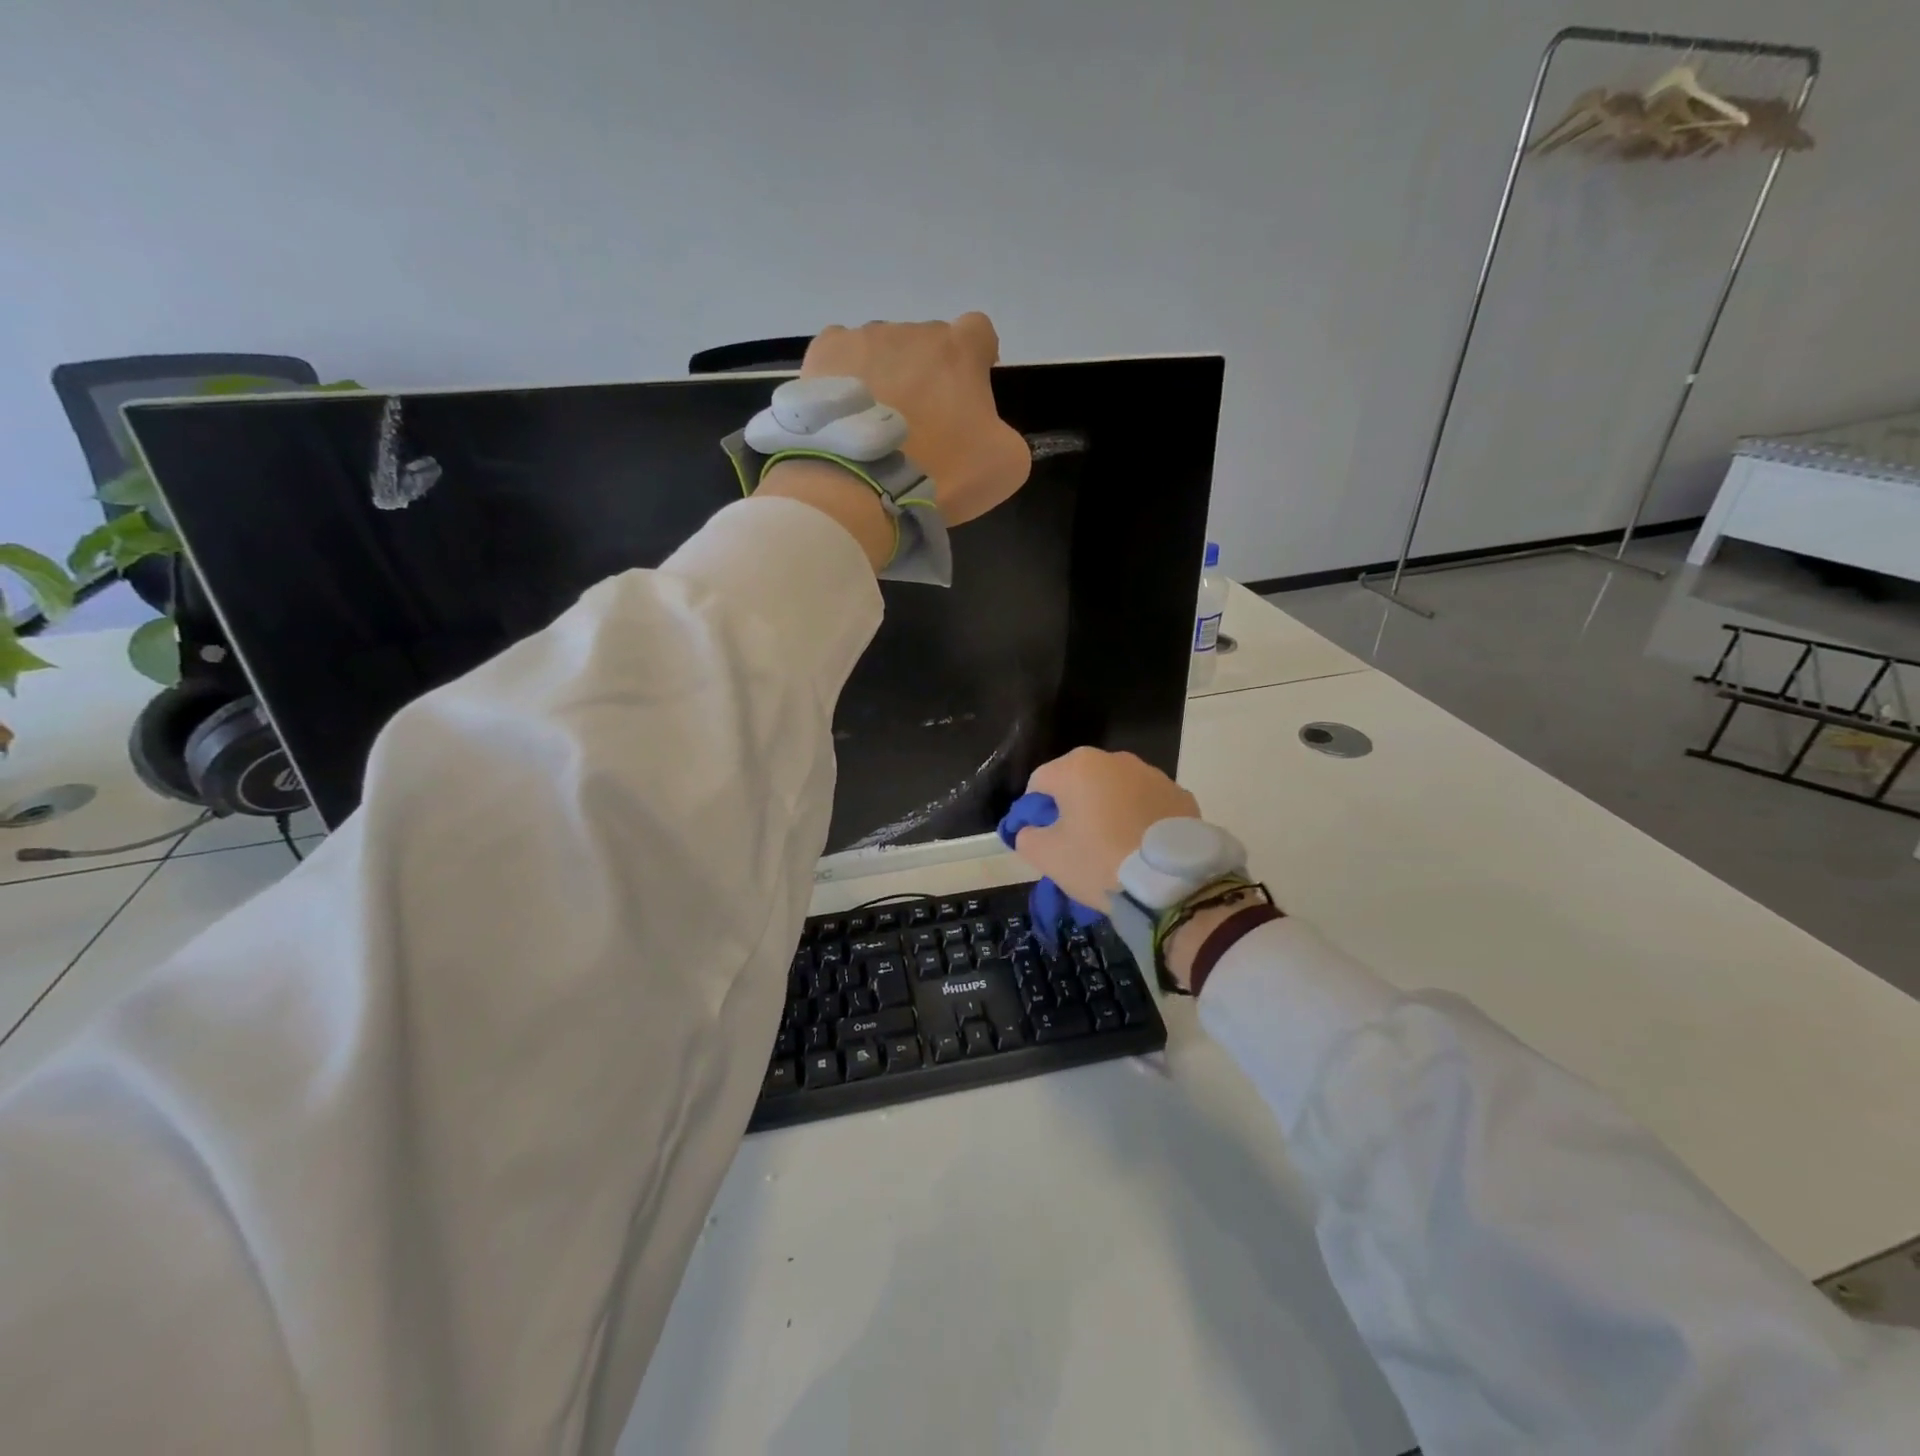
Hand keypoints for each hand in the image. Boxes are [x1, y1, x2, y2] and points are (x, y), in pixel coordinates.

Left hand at [802, 314, 1031, 525]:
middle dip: (929, 376)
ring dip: (887, 378)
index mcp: (960, 350)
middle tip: (921, 425)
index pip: (979, 332)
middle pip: (928, 345)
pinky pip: (841, 357)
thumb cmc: (942, 473)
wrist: (863, 488)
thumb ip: (1006, 433)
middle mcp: (913, 331)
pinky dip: (846, 380)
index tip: (970, 393)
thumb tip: (986, 429)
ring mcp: (864, 339)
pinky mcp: (823, 356)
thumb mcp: (1006, 465)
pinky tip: (847, 415)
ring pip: (883, 351)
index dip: (978, 359)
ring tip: (876, 427)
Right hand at [1009, 747, 1198, 911]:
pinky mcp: (1181, 794)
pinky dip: (1140, 818)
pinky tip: (1142, 846)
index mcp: (1077, 767)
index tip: (1042, 838)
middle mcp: (1115, 759)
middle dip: (1074, 806)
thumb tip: (1030, 830)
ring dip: (1109, 809)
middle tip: (1077, 843)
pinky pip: (1147, 803)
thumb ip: (1026, 837)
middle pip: (1080, 781)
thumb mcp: (1047, 856)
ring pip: (1116, 790)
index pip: (1040, 783)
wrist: (1171, 882)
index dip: (1034, 811)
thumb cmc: (1099, 861)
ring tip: (1114, 846)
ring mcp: (1152, 774)